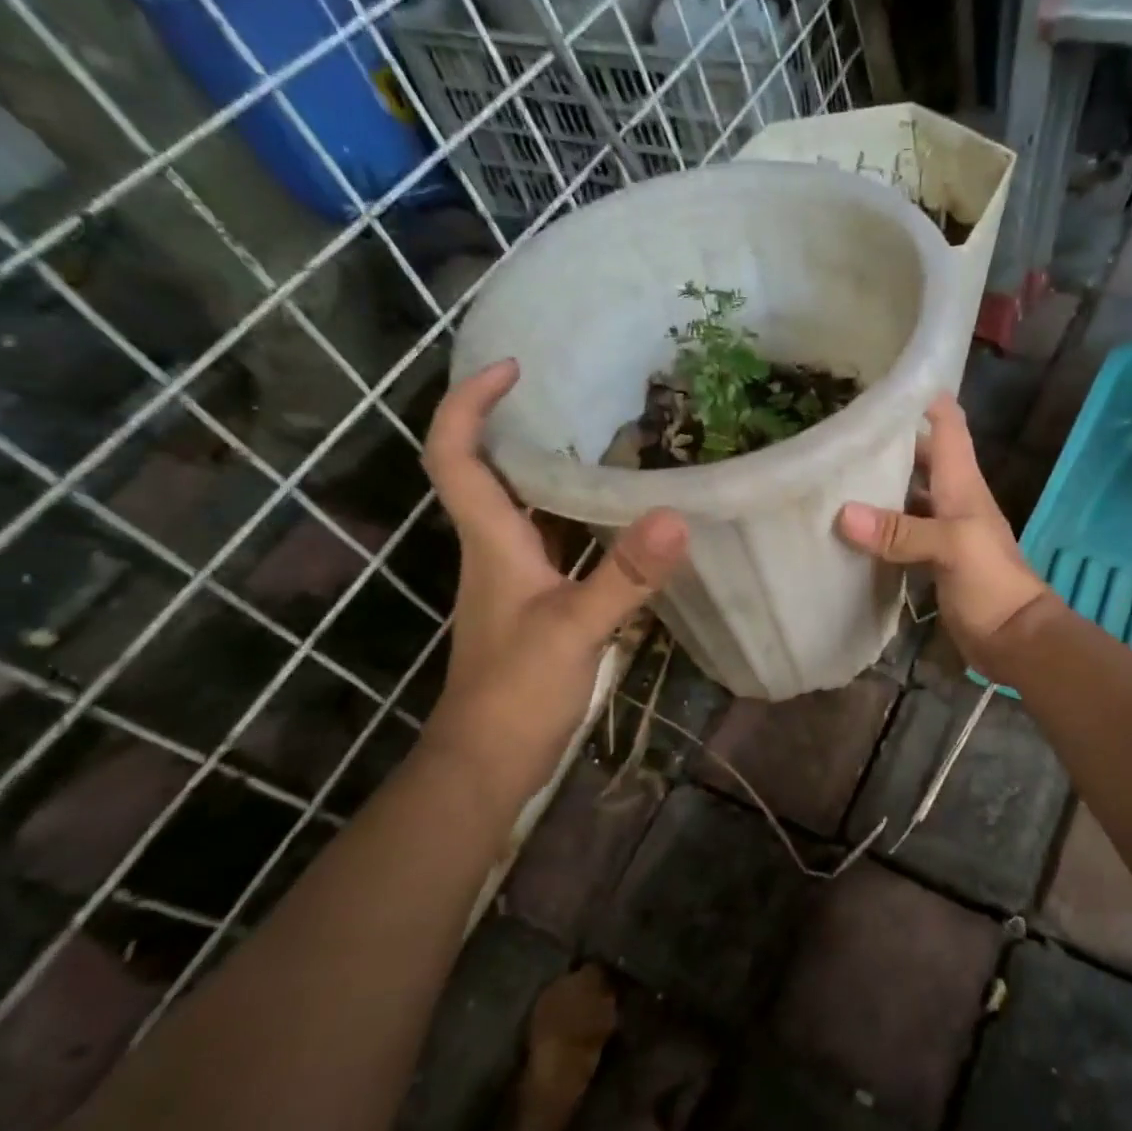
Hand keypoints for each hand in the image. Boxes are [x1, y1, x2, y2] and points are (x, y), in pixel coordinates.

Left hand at [421, 360, 687, 789]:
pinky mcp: (535, 603)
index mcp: (491, 541)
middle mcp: (495, 548)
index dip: (469, 403)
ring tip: (610, 442)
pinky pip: (553, 542)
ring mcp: (514, 578)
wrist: (487, 761)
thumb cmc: (515, 691)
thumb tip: (675, 517)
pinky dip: (579, 519)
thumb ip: (624, 576)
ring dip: (552, 470)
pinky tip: (621, 520)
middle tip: (576, 396)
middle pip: (488, 470)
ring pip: (525, 507)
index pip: (456, 454)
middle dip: (516, 423)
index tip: (513, 369)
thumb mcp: (575, 629)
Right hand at [835, 394, 1052, 676]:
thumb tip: (843, 514)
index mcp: (962, 482)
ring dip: (877, 484)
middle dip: (887, 440)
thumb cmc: (992, 582)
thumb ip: (900, 530)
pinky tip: (847, 525)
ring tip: (832, 471)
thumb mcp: (950, 548)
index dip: (921, 396)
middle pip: (920, 455)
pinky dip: (877, 525)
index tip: (880, 383)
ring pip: (906, 493)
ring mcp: (940, 529)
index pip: (947, 423)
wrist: (1013, 638)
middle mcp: (951, 497)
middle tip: (838, 430)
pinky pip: (899, 531)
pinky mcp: (930, 558)